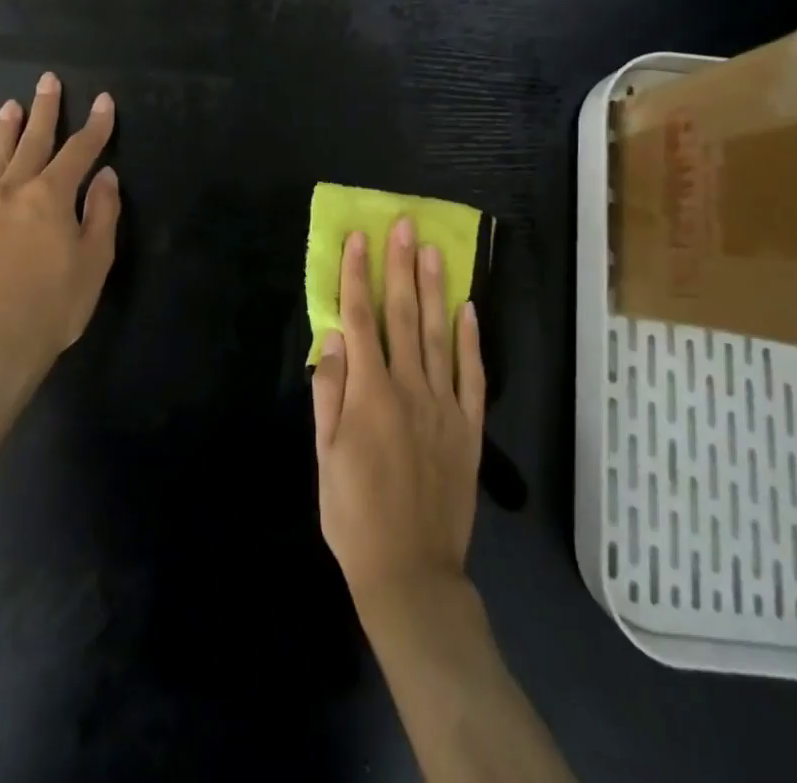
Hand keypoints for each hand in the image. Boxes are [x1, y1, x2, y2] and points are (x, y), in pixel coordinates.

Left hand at [0, 72, 120, 370]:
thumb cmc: (50, 307)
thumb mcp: (94, 263)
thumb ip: (101, 214)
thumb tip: (104, 175)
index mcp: (51, 196)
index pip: (79, 150)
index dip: (95, 125)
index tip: (103, 101)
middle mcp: (12, 191)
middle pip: (33, 141)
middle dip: (45, 109)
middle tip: (47, 80)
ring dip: (5, 130)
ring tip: (10, 106)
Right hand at [311, 219, 485, 609]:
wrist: (410, 571)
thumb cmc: (353, 514)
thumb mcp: (324, 455)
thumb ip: (328, 392)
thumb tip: (333, 337)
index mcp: (368, 393)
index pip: (361, 319)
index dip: (358, 275)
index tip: (359, 238)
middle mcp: (409, 387)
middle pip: (402, 315)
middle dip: (400, 266)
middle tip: (404, 225)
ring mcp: (444, 405)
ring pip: (438, 334)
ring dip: (434, 289)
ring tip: (433, 250)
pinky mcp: (469, 427)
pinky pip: (472, 374)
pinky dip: (471, 340)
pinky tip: (467, 309)